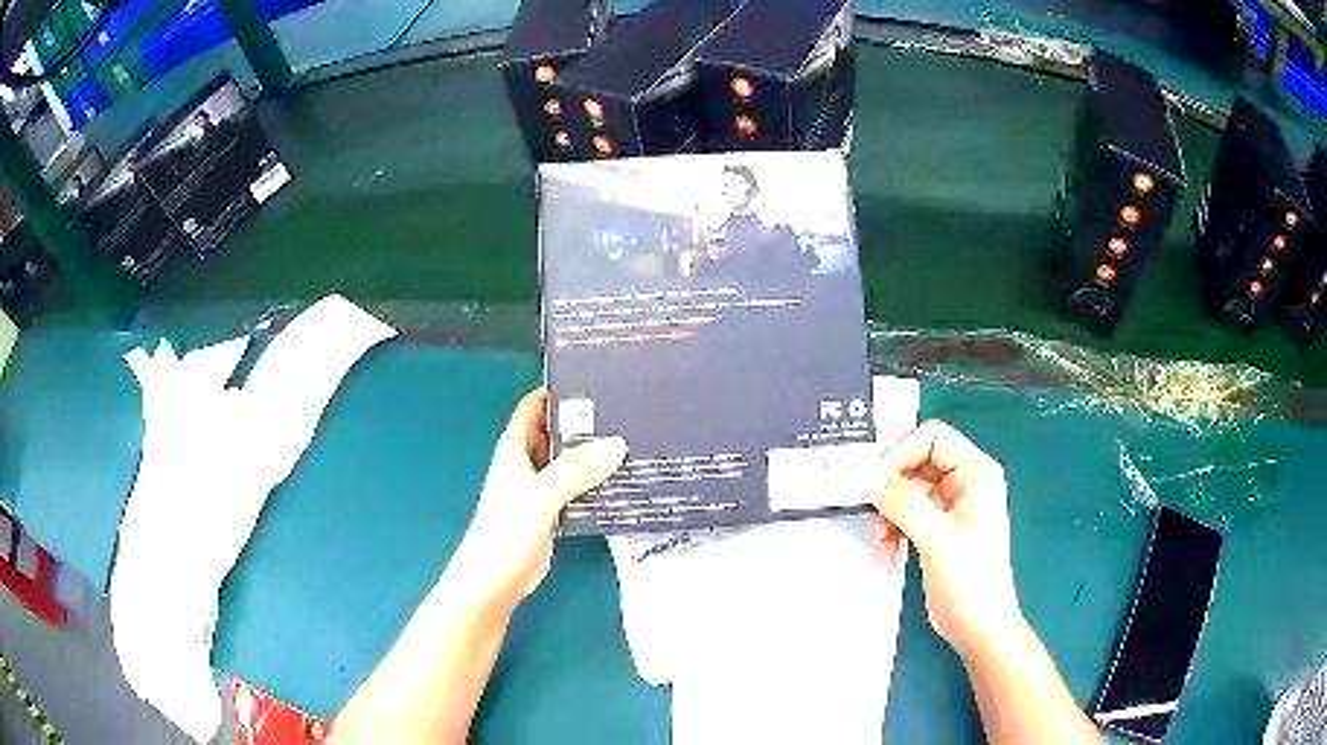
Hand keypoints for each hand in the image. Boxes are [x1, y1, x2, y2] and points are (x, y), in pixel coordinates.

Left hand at [445, 388, 626, 613]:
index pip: (535, 405)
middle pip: (556, 430)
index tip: (595, 380)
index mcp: (515, 447)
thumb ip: (576, 470)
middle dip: (585, 420)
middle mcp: (527, 462)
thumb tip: (617, 443)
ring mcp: (540, 488)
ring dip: (593, 453)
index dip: (558, 390)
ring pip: (569, 460)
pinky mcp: (553, 511)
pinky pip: (577, 487)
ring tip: (633, 440)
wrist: (495, 582)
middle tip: (626, 411)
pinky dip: (596, 481)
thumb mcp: (541, 495)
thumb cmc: (505, 533)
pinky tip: (623, 481)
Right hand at [871, 420, 1021, 657]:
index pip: (933, 438)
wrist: (977, 627)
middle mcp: (964, 482)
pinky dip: (893, 527)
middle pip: (917, 461)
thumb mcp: (938, 541)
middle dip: (892, 487)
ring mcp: (950, 505)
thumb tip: (869, 478)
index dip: (901, 454)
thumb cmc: (970, 583)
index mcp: (976, 473)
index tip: (875, 484)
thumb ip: (905, 504)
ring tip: (883, 540)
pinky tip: (890, 551)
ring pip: (907, 487)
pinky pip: (906, 511)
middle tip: (874, 513)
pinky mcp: (937, 527)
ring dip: (889, 511)